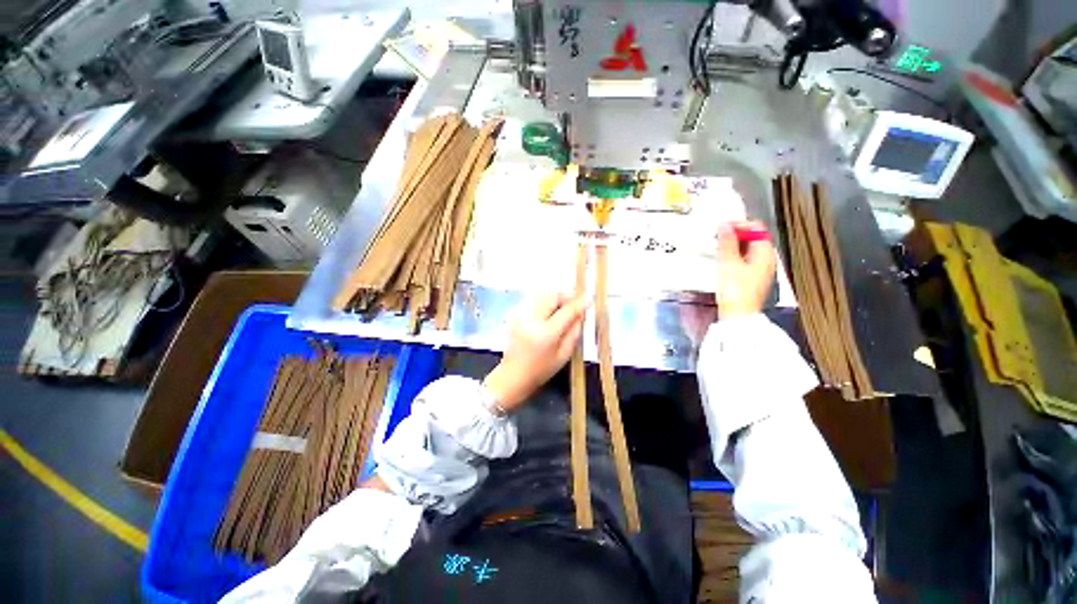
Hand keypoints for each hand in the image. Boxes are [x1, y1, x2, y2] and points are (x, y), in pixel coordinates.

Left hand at [483, 293, 587, 411]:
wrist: (513, 375)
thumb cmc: (541, 370)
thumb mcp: (564, 355)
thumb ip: (574, 332)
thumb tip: (581, 313)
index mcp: (546, 333)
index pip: (566, 311)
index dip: (578, 303)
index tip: (588, 298)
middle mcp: (532, 319)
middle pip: (552, 295)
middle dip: (565, 296)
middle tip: (573, 306)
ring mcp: (521, 315)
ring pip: (542, 294)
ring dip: (555, 298)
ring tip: (561, 310)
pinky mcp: (516, 314)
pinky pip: (534, 300)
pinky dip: (545, 302)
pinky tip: (549, 314)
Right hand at [715, 220, 776, 317]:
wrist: (738, 315)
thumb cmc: (736, 290)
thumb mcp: (728, 263)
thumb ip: (727, 242)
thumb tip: (725, 225)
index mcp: (765, 253)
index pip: (756, 228)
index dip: (739, 224)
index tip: (721, 226)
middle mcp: (766, 259)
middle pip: (753, 238)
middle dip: (735, 234)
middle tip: (717, 236)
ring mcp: (760, 269)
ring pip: (747, 249)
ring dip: (732, 245)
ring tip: (716, 246)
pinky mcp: (751, 278)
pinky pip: (744, 259)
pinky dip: (733, 255)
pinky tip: (722, 259)